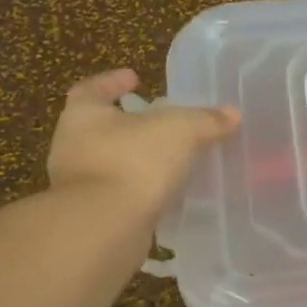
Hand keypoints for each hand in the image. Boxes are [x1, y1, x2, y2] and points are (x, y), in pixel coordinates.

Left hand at [47, 69, 239, 219]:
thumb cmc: (133, 162)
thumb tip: (232, 113)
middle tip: (161, 120)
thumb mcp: (179, 130)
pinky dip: (143, 189)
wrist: (105, 227)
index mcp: (84, 115)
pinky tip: (168, 190)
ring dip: (138, 159)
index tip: (136, 78)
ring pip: (113, 163)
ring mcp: (80, 185)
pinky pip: (122, 194)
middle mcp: (74, 146)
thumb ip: (205, 120)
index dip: (114, 81)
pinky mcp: (94, 216)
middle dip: (131, 123)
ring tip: (172, 157)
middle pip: (102, 127)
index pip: (94, 88)